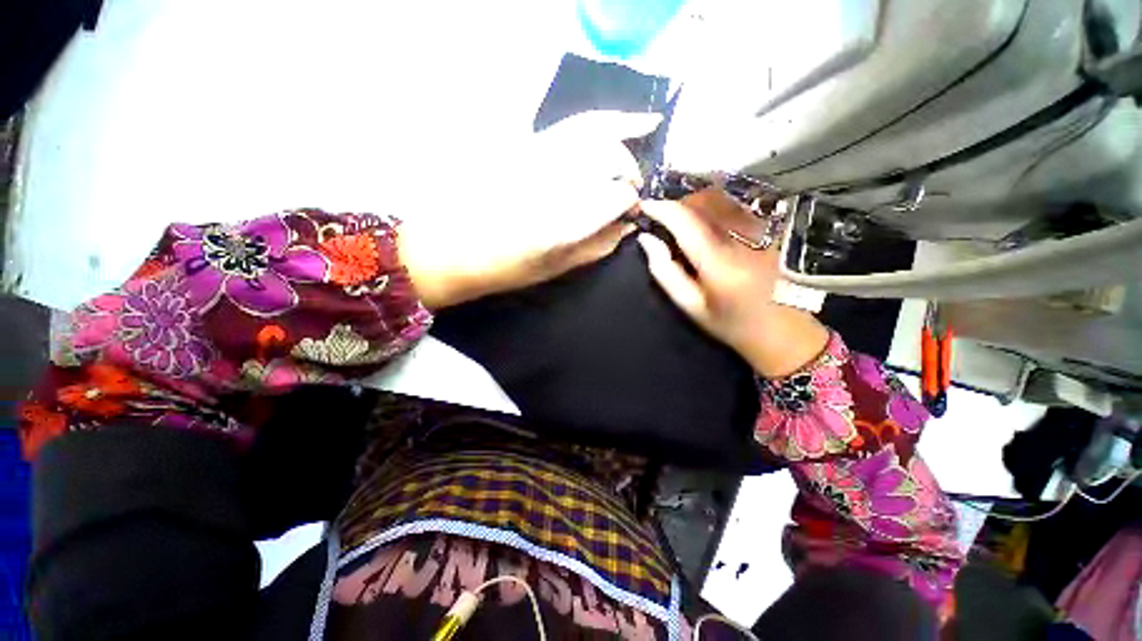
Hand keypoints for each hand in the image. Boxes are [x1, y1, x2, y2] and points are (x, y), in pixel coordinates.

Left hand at [398, 111, 661, 308]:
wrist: (457, 247)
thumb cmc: (509, 266)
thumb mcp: (559, 266)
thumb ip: (599, 245)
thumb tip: (628, 225)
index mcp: (563, 218)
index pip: (618, 194)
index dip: (630, 202)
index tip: (631, 213)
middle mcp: (554, 179)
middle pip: (611, 157)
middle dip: (628, 172)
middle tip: (629, 190)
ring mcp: (539, 154)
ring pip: (596, 131)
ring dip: (622, 138)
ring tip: (643, 135)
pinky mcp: (530, 143)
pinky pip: (575, 125)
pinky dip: (604, 120)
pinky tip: (628, 119)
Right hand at [638, 189, 829, 377]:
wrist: (783, 330)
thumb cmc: (730, 323)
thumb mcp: (690, 305)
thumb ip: (665, 271)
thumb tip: (647, 239)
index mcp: (718, 263)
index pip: (686, 221)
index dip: (662, 209)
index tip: (645, 206)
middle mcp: (742, 238)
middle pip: (705, 201)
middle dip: (678, 202)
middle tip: (662, 214)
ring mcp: (762, 230)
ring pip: (723, 197)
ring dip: (697, 200)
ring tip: (682, 215)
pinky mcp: (772, 228)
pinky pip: (738, 203)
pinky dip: (716, 203)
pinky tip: (708, 217)